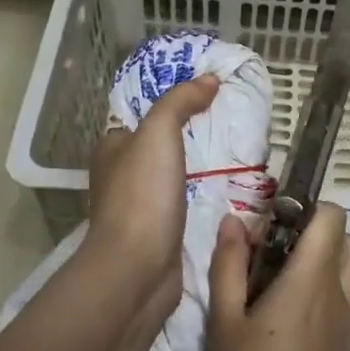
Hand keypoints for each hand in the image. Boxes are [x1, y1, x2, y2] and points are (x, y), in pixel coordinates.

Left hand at [83, 75, 219, 323]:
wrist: (137, 271)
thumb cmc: (142, 195)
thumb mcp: (159, 132)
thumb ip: (180, 102)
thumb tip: (208, 80)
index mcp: (113, 147)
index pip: (142, 112)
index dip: (171, 98)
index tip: (208, 90)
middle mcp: (121, 174)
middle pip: (159, 143)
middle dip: (190, 131)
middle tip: (230, 118)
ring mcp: (139, 206)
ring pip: (173, 173)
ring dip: (198, 164)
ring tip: (237, 149)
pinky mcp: (158, 232)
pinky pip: (183, 201)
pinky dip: (202, 192)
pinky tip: (228, 187)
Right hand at [203, 203, 349, 350]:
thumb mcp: (223, 322)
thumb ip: (228, 264)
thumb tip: (233, 221)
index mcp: (310, 280)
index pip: (331, 217)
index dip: (305, 211)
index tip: (274, 228)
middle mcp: (343, 296)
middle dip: (321, 235)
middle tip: (283, 256)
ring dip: (341, 263)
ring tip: (303, 283)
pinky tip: (321, 314)